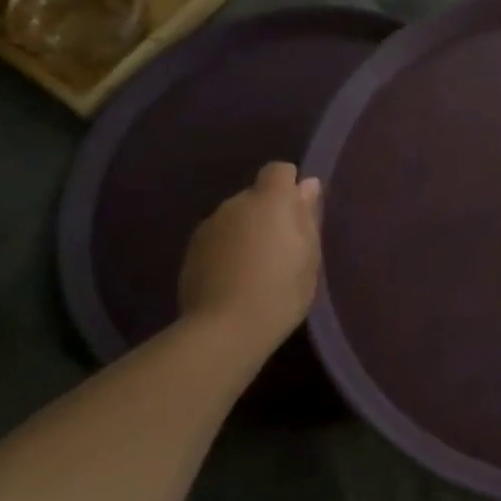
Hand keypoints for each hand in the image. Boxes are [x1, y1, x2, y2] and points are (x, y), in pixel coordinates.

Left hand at [179, 162, 322, 350]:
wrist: (225, 329)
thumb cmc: (281, 291)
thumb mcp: (309, 256)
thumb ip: (307, 216)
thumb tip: (307, 185)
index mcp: (269, 200)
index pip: (279, 170)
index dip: (290, 186)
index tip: (299, 214)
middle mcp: (235, 204)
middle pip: (256, 196)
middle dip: (268, 213)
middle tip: (283, 249)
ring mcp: (209, 226)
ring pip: (235, 218)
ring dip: (246, 232)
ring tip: (256, 268)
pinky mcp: (191, 251)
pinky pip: (217, 239)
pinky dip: (227, 251)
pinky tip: (234, 280)